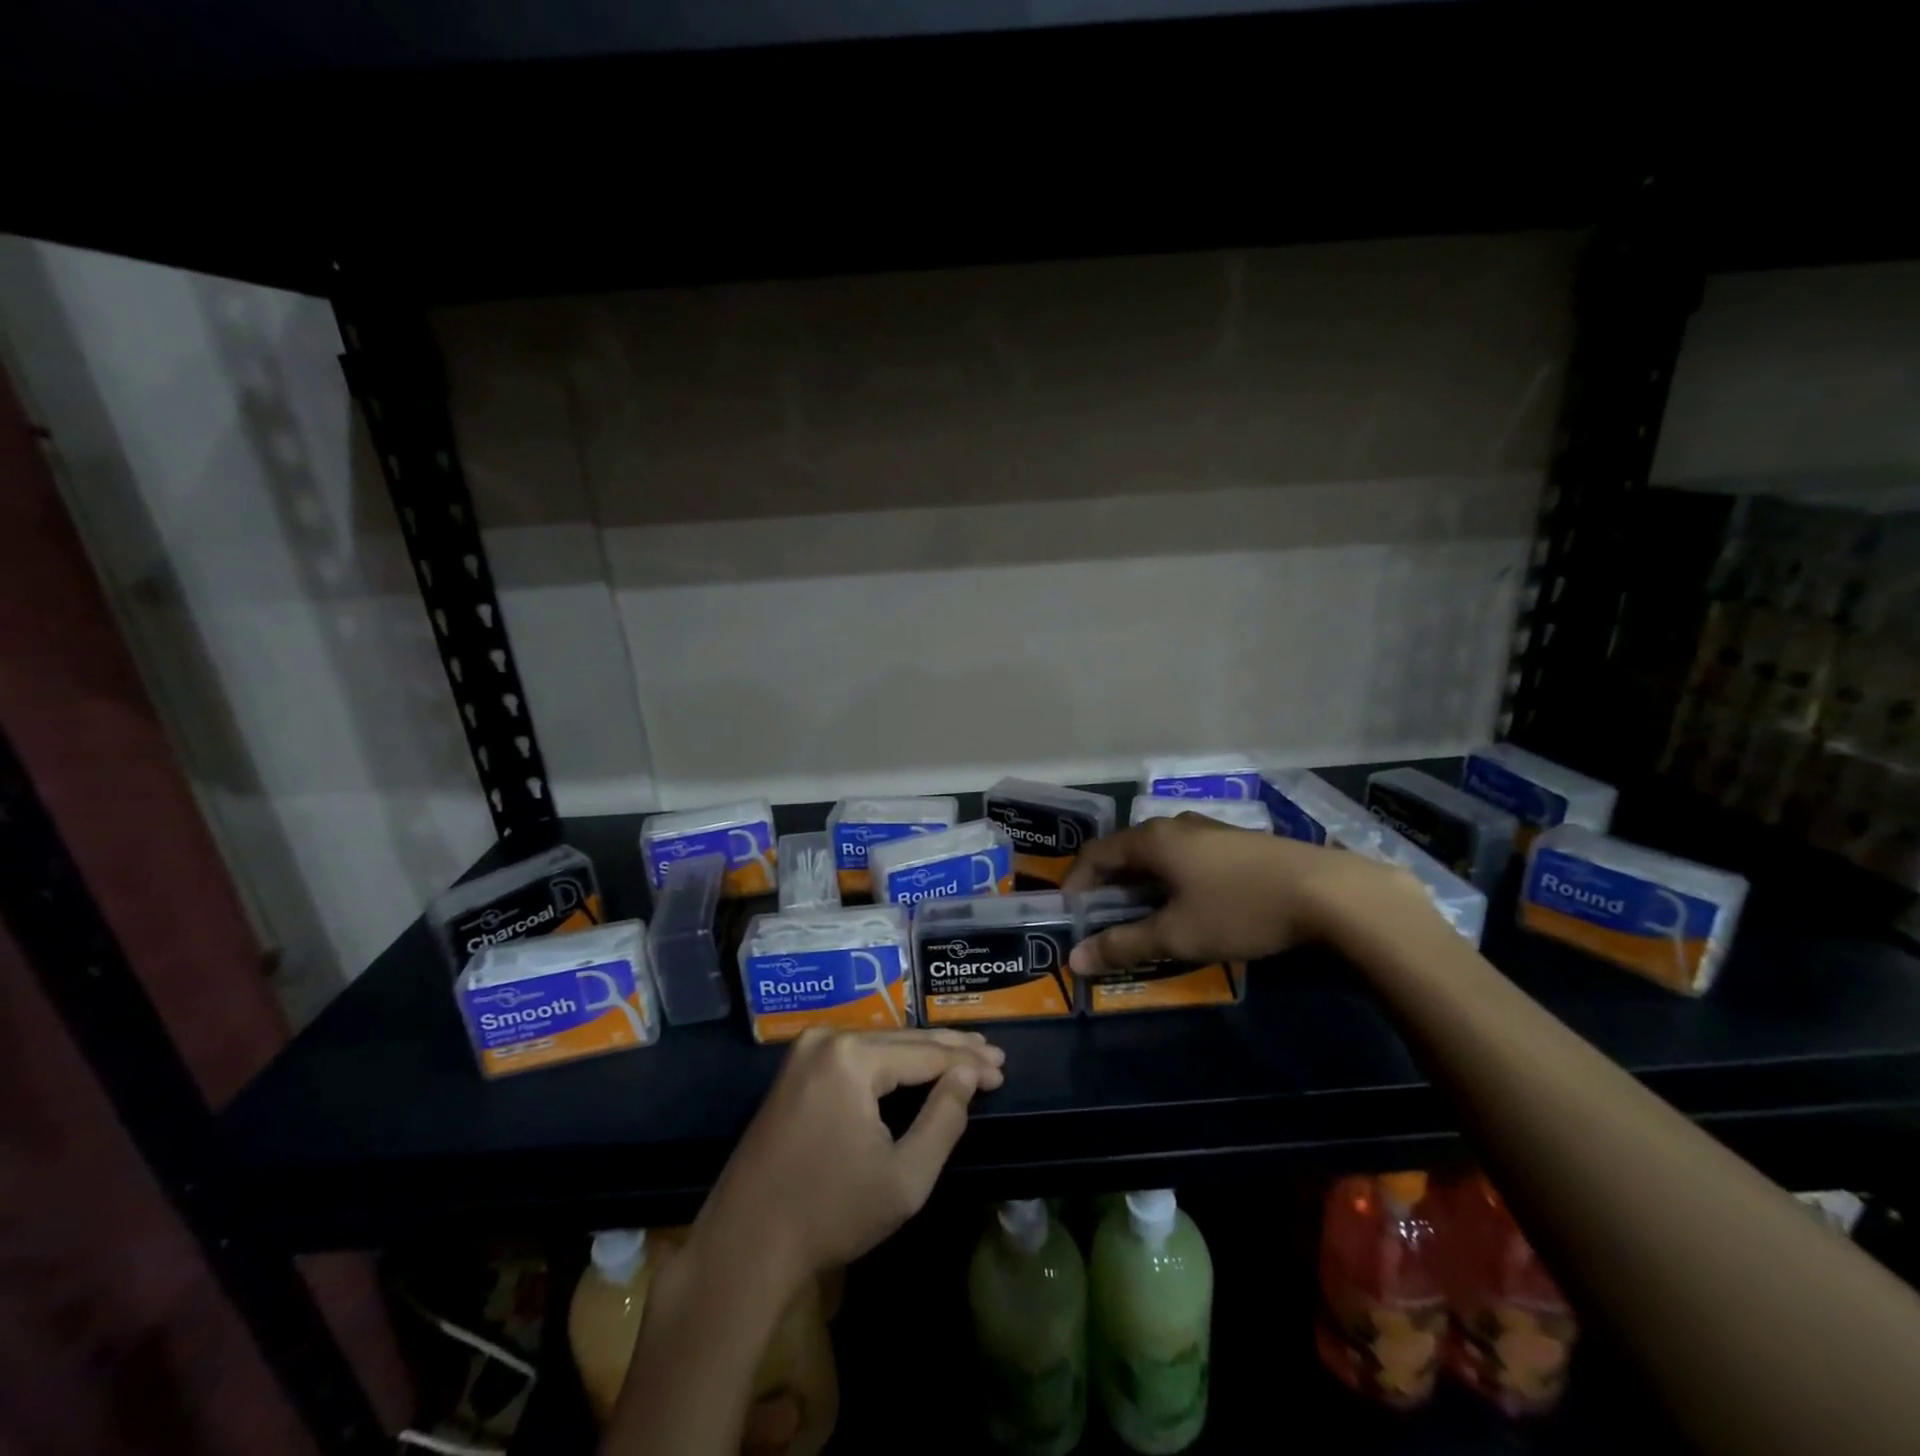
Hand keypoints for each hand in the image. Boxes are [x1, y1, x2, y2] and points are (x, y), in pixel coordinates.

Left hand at [694, 1029, 1004, 1290]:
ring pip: (881, 1044)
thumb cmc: (830, 1214)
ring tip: (966, 1054)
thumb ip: (944, 1119)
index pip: (926, 1053)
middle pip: (904, 1040)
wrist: (744, 1244)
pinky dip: (891, 1062)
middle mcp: (828, 1039)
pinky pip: (856, 1055)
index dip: (968, 1063)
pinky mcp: (796, 1069)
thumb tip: (968, 1076)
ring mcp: (806, 1051)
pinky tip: (917, 1065)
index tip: (1003, 1069)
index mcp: (852, 1058)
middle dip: (951, 1050)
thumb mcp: (904, 1178)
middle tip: (993, 1055)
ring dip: (922, 1053)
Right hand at [1062, 812, 1423, 973]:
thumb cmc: (1240, 909)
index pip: (1096, 854)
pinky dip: (1171, 880)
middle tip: (1104, 922)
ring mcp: (1210, 830)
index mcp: (1152, 840)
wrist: (1328, 893)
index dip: (1076, 883)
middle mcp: (1176, 826)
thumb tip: (1074, 959)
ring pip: (1159, 855)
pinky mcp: (1238, 843)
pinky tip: (1190, 907)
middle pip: (1127, 851)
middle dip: (1109, 886)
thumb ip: (1123, 945)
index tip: (1070, 915)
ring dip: (1142, 884)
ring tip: (1145, 918)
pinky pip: (1187, 857)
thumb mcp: (1177, 934)